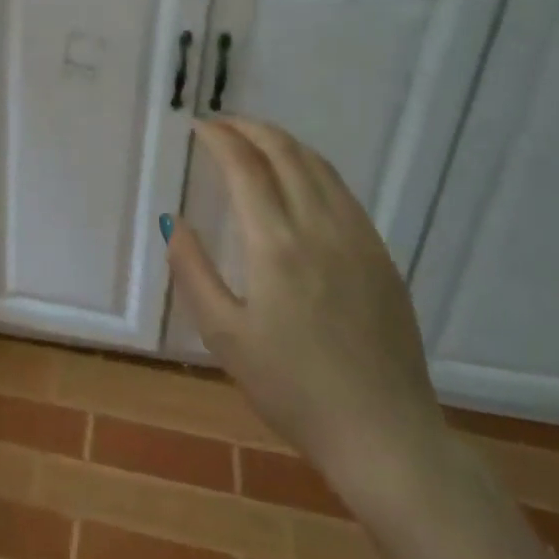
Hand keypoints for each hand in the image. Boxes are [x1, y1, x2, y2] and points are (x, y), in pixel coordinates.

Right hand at [165, 117, 449, 502]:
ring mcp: (358, 238)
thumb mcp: (224, 336)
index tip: (199, 127)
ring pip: (319, 167)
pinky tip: (300, 179)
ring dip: (284, 142)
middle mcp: (320, 227)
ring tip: (256, 139)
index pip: (245, 167)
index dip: (220, 138)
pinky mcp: (381, 256)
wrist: (385, 435)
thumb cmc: (293, 389)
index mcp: (276, 245)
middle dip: (251, 129)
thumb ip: (193, 271)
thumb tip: (174, 222)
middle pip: (286, 153)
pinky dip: (313, 167)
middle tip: (223, 124)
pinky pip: (343, 192)